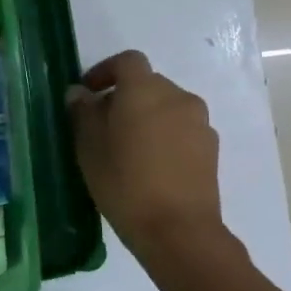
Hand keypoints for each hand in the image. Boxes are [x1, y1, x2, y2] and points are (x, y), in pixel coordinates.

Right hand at [67, 50, 226, 262]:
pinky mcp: (211, 148)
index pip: (127, 61)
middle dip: (124, 96)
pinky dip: (164, 135)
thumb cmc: (124, 182)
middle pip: (148, 84)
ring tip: (127, 148)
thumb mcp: (89, 147)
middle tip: (102, 125)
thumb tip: (80, 93)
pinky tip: (150, 165)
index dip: (105, 71)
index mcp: (144, 89)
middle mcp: (177, 96)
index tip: (88, 93)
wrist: (177, 229)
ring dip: (146, 116)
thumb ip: (83, 113)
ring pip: (166, 107)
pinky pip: (181, 129)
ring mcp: (199, 122)